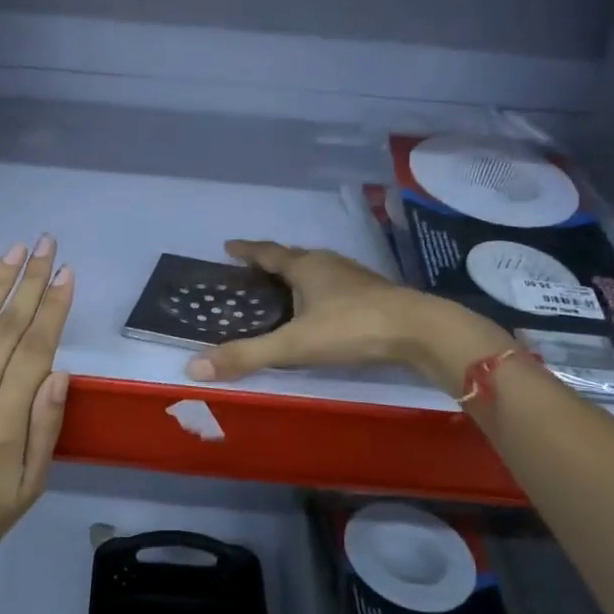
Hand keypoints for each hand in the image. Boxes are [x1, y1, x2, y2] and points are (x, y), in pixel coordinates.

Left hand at [0, 236, 73, 569]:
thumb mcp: (32, 484)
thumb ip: (45, 427)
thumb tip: (59, 372)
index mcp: (3, 423)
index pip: (34, 351)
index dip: (53, 309)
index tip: (67, 274)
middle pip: (5, 330)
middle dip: (30, 283)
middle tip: (46, 245)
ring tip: (14, 251)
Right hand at [184, 239, 511, 391]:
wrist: (419, 329)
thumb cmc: (351, 328)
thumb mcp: (293, 345)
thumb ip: (246, 355)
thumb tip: (193, 367)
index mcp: (305, 266)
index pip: (267, 253)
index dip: (246, 251)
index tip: (228, 246)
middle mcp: (328, 263)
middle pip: (292, 257)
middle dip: (270, 262)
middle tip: (251, 272)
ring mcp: (354, 276)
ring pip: (317, 270)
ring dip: (297, 276)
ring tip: (283, 291)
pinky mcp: (373, 292)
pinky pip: (335, 285)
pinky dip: (319, 291)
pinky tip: (322, 309)